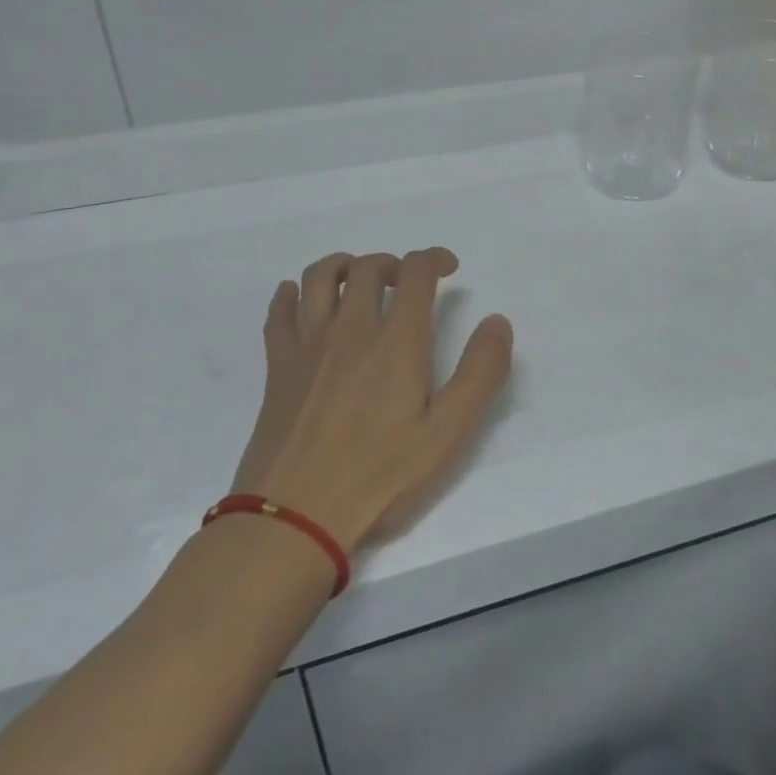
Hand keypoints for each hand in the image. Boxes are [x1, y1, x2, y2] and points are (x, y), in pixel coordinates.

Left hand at [228, 248, 513, 552]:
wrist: (295, 515)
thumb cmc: (379, 476)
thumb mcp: (448, 432)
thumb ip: (480, 373)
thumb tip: (497, 321)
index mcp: (396, 341)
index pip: (415, 272)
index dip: (434, 258)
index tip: (448, 267)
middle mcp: (351, 328)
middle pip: (367, 267)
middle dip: (393, 263)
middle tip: (406, 282)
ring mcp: (309, 345)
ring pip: (319, 277)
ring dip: (343, 265)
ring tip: (357, 278)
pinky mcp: (278, 366)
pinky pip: (279, 313)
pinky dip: (289, 295)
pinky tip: (296, 297)